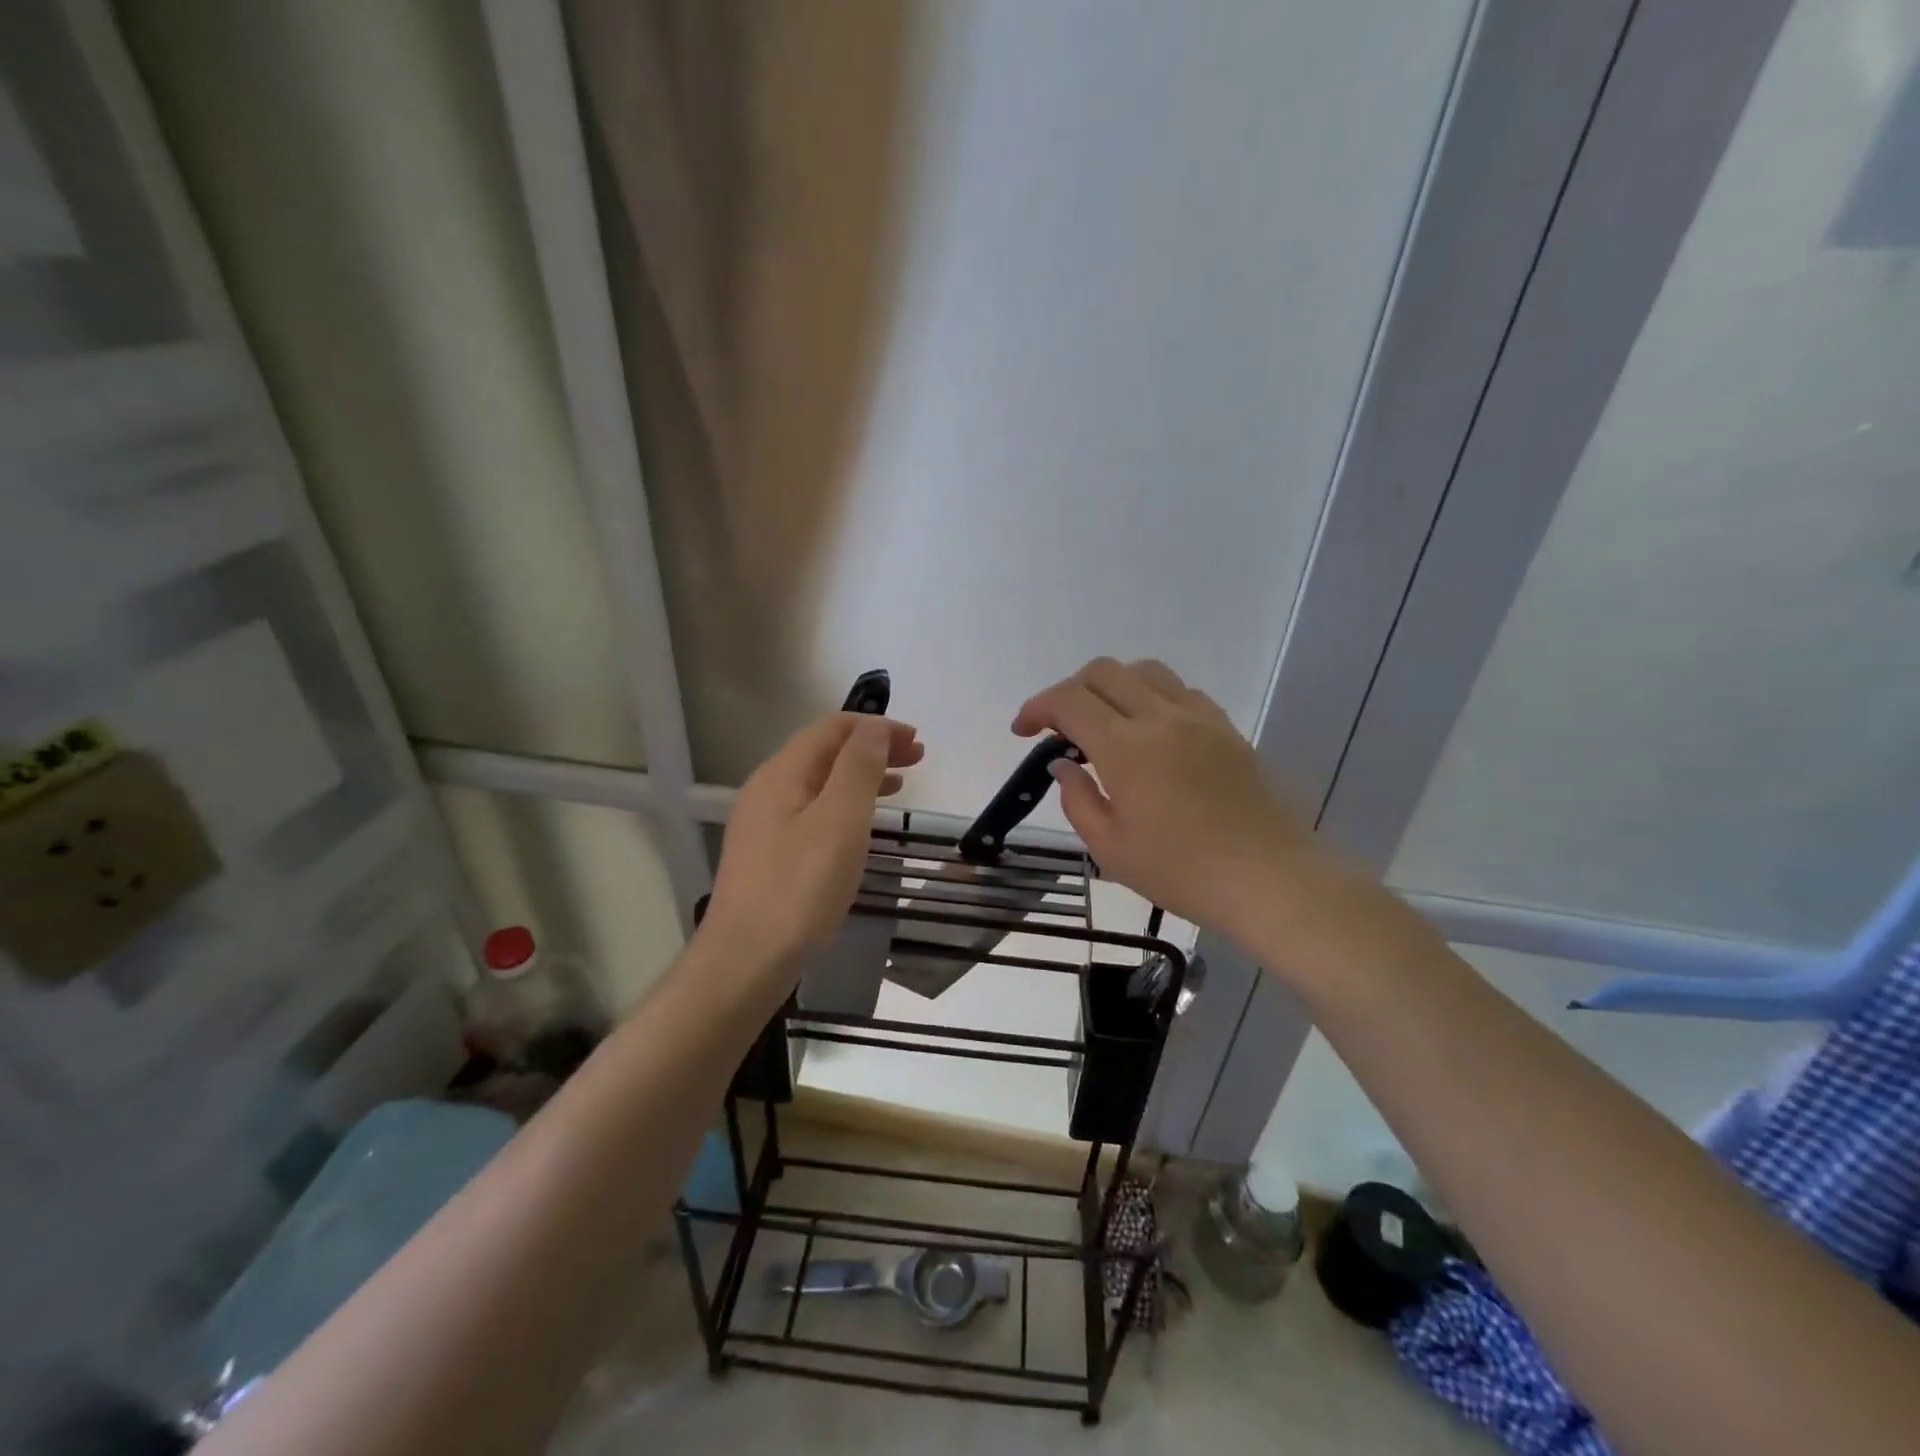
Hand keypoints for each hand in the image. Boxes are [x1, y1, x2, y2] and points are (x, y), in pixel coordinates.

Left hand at [705, 712, 922, 971]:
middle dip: (872, 749)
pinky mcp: (770, 854)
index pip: (832, 728)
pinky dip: (846, 805)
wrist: (746, 961)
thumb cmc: (799, 888)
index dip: (876, 727)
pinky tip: (863, 824)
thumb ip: (859, 767)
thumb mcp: (839, 821)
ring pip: (821, 784)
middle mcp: (768, 789)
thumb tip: (876, 727)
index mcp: (782, 773)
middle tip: (918, 759)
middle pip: (826, 752)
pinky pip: (814, 812)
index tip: (917, 741)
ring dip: (862, 776)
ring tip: (901, 784)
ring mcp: (765, 824)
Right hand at [1012, 658, 1316, 942]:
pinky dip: (1151, 697)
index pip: (1069, 701)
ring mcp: (1199, 718)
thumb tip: (1062, 766)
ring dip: (1112, 686)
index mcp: (1126, 748)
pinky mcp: (1226, 728)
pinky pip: (1180, 690)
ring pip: (1144, 671)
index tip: (1023, 731)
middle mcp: (1161, 718)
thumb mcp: (1111, 849)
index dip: (1037, 707)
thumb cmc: (1183, 872)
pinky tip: (1150, 733)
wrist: (1271, 878)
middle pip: (1104, 672)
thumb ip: (1078, 800)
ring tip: (1104, 723)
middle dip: (1069, 691)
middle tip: (1059, 728)